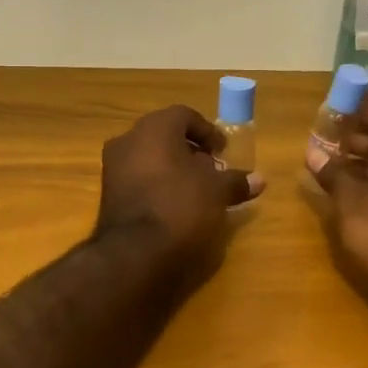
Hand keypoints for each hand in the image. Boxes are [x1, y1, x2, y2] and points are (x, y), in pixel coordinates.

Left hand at [95, 106, 263, 271]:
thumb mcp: (217, 192)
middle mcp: (129, 139)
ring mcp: (113, 166)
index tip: (224, 152)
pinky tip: (173, 205)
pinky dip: (156, 184)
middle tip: (212, 171)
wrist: (134, 252)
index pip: (185, 115)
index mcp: (154, 127)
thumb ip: (236, 181)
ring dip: (173, 168)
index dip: (208, 132)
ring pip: (149, 157)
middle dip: (190, 151)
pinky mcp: (108, 193)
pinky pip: (138, 178)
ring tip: (196, 191)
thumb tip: (259, 180)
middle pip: (165, 135)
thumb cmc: (180, 206)